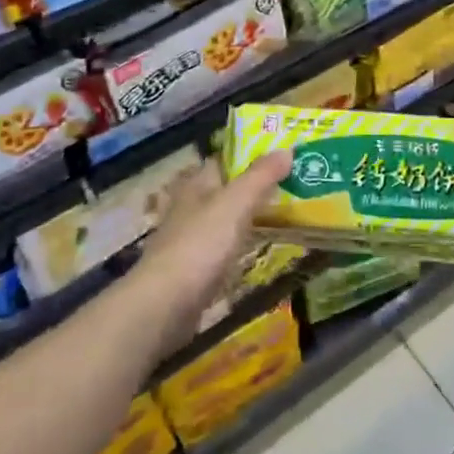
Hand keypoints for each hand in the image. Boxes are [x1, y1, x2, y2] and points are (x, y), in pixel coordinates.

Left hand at [135, 151, 290, 349]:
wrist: (165, 305)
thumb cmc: (201, 244)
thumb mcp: (236, 203)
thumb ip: (261, 177)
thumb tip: (287, 149)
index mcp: (196, 185)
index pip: (221, 161)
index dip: (246, 156)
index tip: (277, 156)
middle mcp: (188, 208)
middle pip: (221, 191)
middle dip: (248, 188)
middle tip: (287, 187)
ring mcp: (187, 241)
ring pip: (220, 221)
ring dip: (243, 219)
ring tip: (278, 217)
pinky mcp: (190, 272)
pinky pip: (219, 251)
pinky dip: (236, 248)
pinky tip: (254, 253)